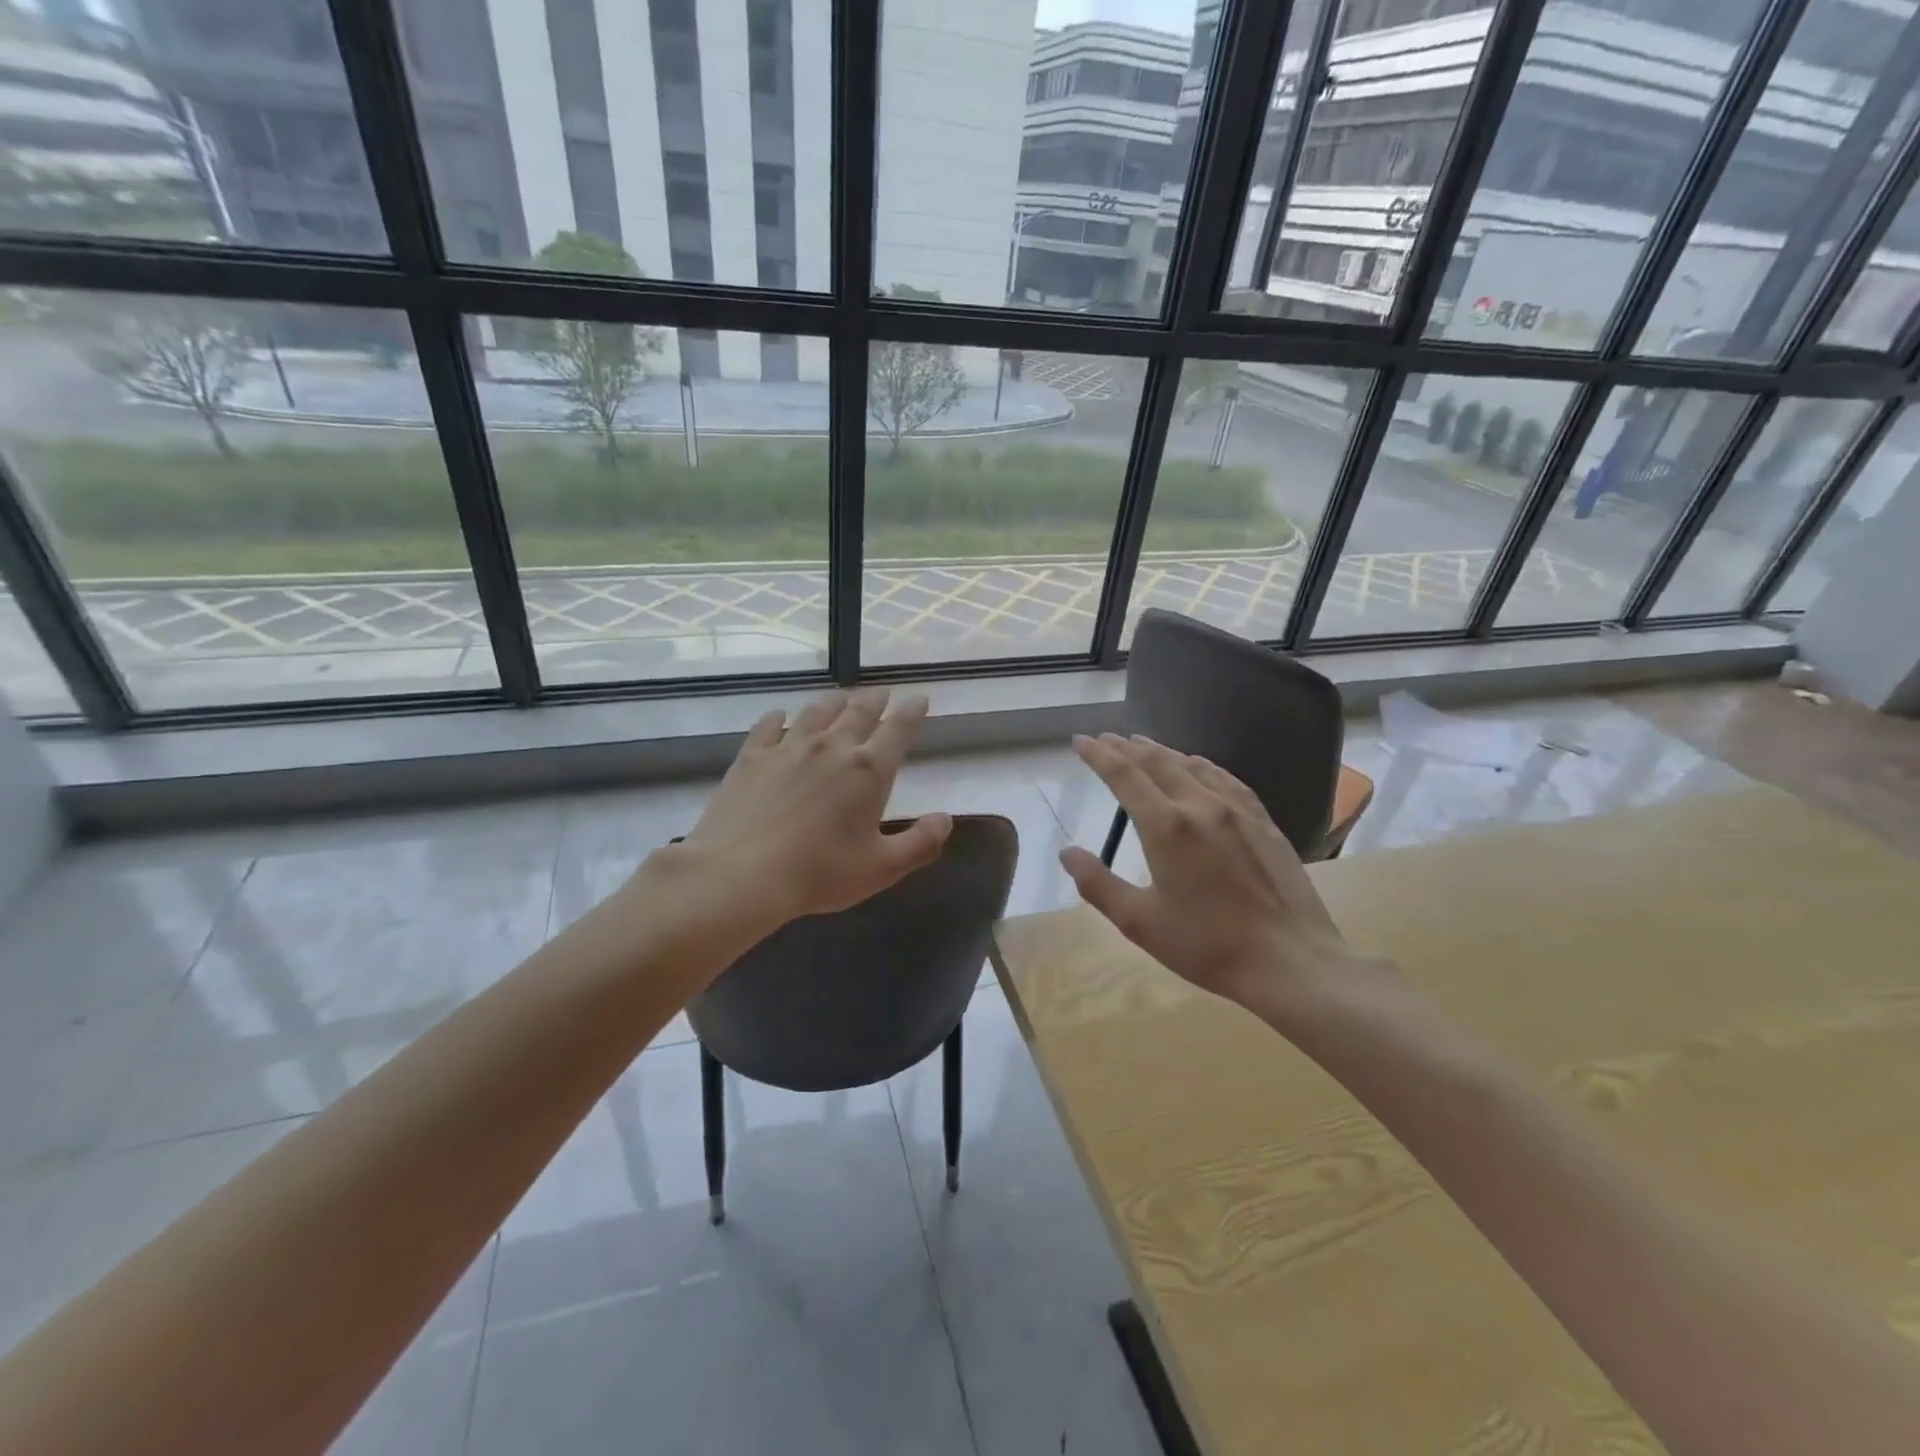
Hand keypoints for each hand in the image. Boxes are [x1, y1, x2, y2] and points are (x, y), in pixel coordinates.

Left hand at [647, 688, 951, 940]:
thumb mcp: (882, 868)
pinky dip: (779, 717)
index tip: (919, 699)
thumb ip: (920, 843)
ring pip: (817, 712)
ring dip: (834, 702)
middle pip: (858, 712)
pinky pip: (768, 727)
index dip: (912, 712)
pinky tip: (780, 716)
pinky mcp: (752, 757)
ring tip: (841, 697)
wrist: (742, 874)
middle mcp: (832, 748)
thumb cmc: (820, 873)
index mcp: (868, 771)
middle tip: (882, 693)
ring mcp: (788, 748)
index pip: (898, 730)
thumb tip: (946, 819)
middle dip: (875, 701)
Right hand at [1059, 734, 1371, 1015]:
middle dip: (1126, 747)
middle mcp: (1200, 805)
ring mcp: (1237, 809)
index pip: (1124, 775)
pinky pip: (1225, 778)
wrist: (1289, 960)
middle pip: (1157, 762)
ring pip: (1192, 765)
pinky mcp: (1263, 820)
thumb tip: (1067, 853)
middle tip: (1105, 738)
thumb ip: (1098, 884)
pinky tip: (1198, 765)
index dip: (1099, 755)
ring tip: (1142, 745)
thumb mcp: (1139, 922)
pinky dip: (1201, 764)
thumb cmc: (1206, 946)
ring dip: (1161, 751)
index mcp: (1166, 826)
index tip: (1081, 741)